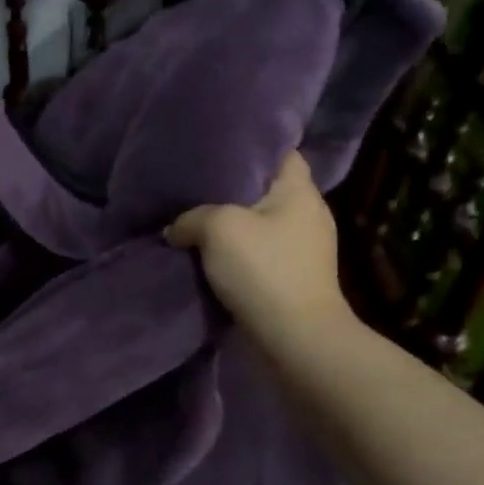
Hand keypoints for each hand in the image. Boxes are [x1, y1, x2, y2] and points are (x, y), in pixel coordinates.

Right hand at [165, 151, 355, 347]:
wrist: (294, 338)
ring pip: (259, 224)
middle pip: (265, 189)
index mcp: (300, 191)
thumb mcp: (218, 228)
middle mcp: (307, 214)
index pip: (281, 152)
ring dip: (231, 226)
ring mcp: (303, 249)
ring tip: (194, 221)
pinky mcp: (292, 278)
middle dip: (232, 189)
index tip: (216, 148)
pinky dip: (236, 254)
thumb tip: (176, 228)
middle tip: (193, 186)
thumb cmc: (264, 270)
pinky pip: (258, 254)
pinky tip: (209, 256)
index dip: (250, 146)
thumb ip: (191, 217)